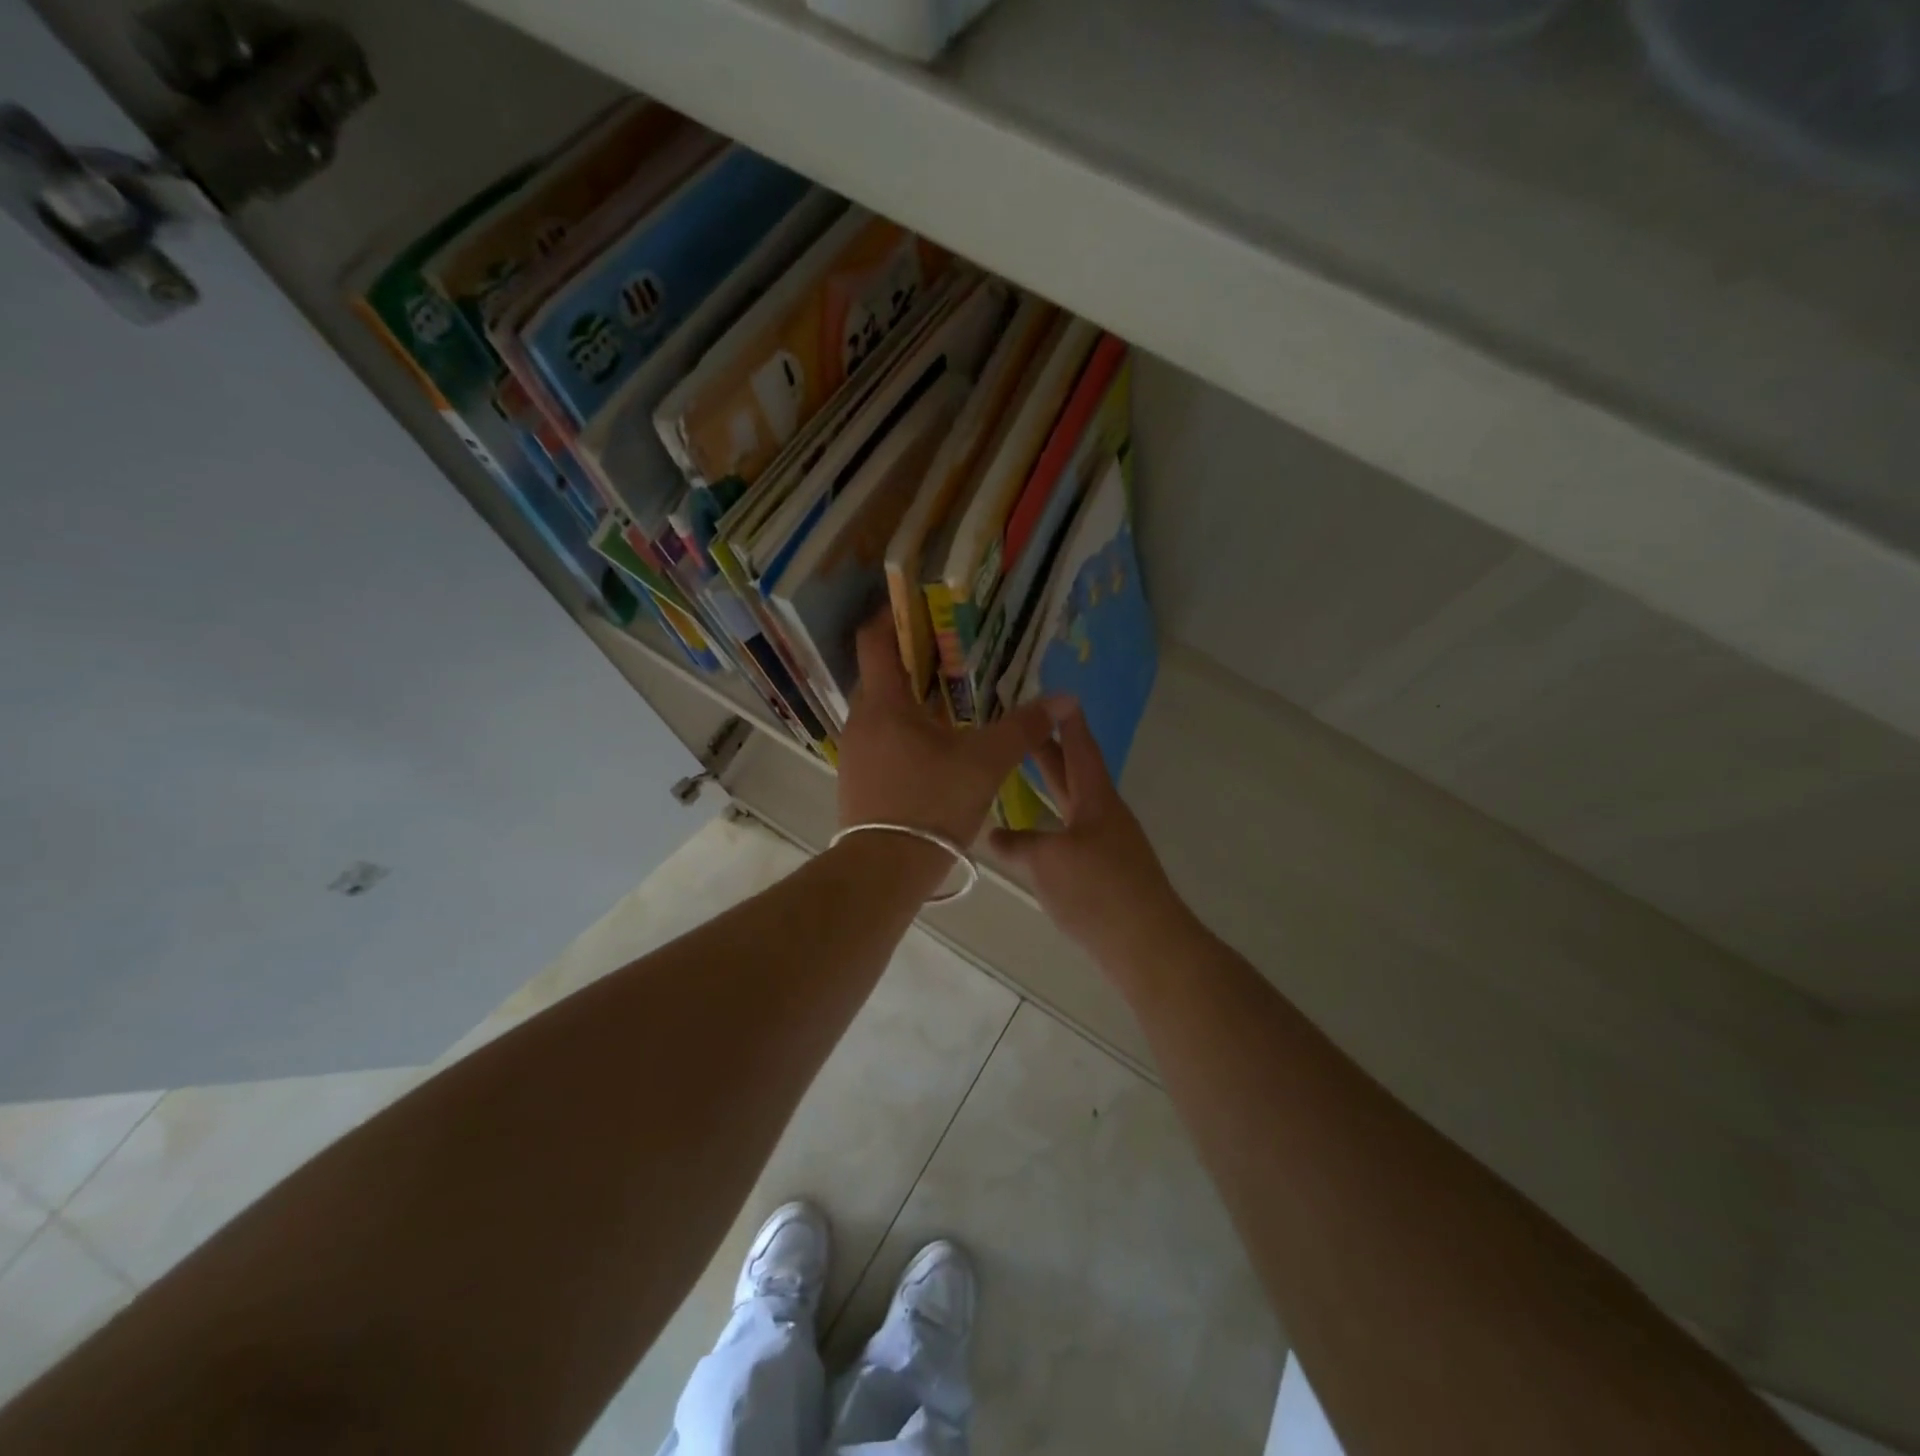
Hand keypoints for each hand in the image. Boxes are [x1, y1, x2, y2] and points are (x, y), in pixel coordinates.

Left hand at [838, 612, 1069, 848]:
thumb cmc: (931, 804)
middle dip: (911, 660)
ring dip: (909, 699)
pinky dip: (903, 730)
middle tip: (950, 654)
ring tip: (948, 699)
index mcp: (884, 704)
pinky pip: (879, 738)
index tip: (917, 603)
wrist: (884, 869)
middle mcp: (860, 720)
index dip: (892, 615)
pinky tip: (933, 746)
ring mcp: (853, 752)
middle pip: (880, 674)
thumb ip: (1023, 728)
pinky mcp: (856, 778)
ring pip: (881, 710)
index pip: (875, 640)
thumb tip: (1063, 698)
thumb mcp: (985, 763)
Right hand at [988, 705, 1185, 958]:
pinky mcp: (1104, 872)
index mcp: (1097, 800)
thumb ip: (1016, 844)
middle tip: (1025, 726)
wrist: (1146, 945)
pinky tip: (1035, 833)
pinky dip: (1052, 821)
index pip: (1080, 749)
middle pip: (1074, 773)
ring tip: (1023, 771)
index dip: (1067, 722)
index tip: (1057, 696)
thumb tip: (991, 833)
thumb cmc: (1097, 890)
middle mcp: (1104, 815)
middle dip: (1050, 750)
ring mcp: (1107, 844)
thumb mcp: (1046, 862)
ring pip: (1073, 804)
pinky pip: (1072, 832)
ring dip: (1050, 785)